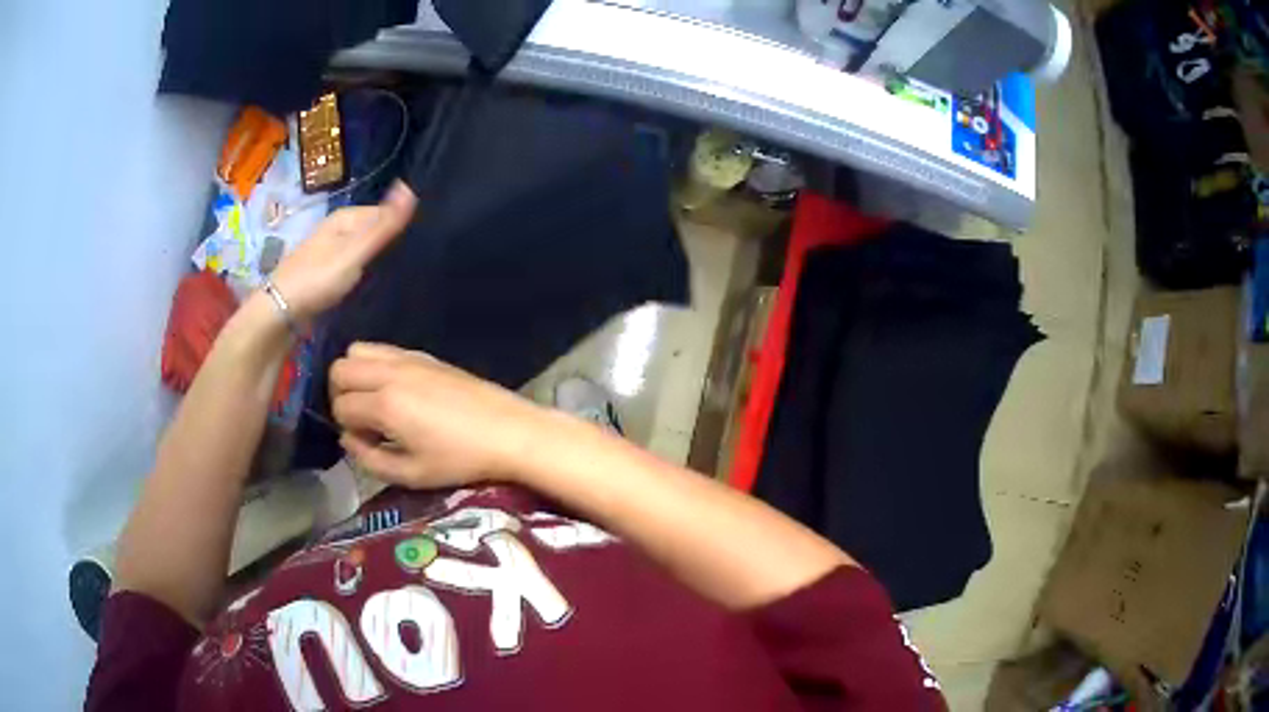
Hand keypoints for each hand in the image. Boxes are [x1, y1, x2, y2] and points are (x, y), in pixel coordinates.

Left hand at [269, 181, 416, 321]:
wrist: (280, 312)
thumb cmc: (318, 279)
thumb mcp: (355, 252)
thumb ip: (383, 226)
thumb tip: (410, 187)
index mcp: (345, 217)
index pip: (385, 213)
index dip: (402, 228)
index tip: (419, 250)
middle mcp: (337, 228)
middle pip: (373, 231)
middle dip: (390, 245)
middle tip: (412, 266)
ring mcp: (330, 250)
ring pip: (363, 250)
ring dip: (377, 261)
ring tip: (397, 278)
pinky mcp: (326, 272)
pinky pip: (354, 266)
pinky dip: (364, 273)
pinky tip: (372, 287)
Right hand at [329, 343, 553, 488]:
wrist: (509, 432)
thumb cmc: (460, 460)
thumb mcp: (412, 474)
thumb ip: (370, 459)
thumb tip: (348, 438)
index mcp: (385, 404)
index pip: (340, 405)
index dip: (346, 427)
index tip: (367, 442)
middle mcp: (391, 373)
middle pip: (340, 369)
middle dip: (340, 395)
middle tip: (363, 420)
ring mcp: (408, 358)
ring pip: (358, 350)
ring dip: (355, 374)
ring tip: (374, 402)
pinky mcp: (425, 355)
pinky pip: (384, 348)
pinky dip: (376, 364)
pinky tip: (396, 391)